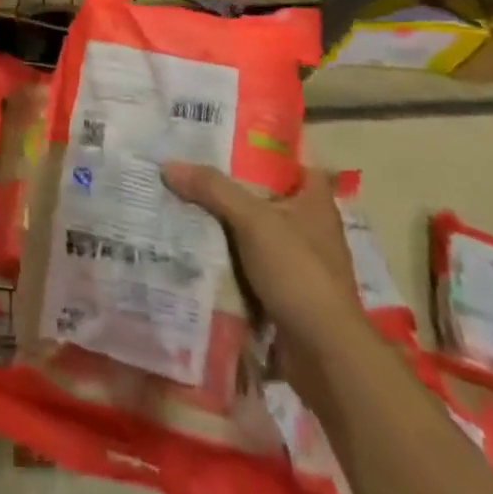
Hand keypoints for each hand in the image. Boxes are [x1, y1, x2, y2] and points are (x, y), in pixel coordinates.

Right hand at [161, 163, 363, 355]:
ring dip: (223, 224)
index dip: (262, 148)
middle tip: (189, 168)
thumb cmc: (299, 273)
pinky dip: (225, 257)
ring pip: (252, 231)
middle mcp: (309, 228)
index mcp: (315, 202)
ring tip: (181, 203)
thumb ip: (213, 189)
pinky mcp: (283, 293)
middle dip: (230, 185)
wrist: (324, 355)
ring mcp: (297, 263)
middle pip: (264, 195)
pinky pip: (247, 264)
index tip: (224, 138)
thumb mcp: (253, 220)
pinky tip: (193, 247)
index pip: (292, 161)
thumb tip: (168, 165)